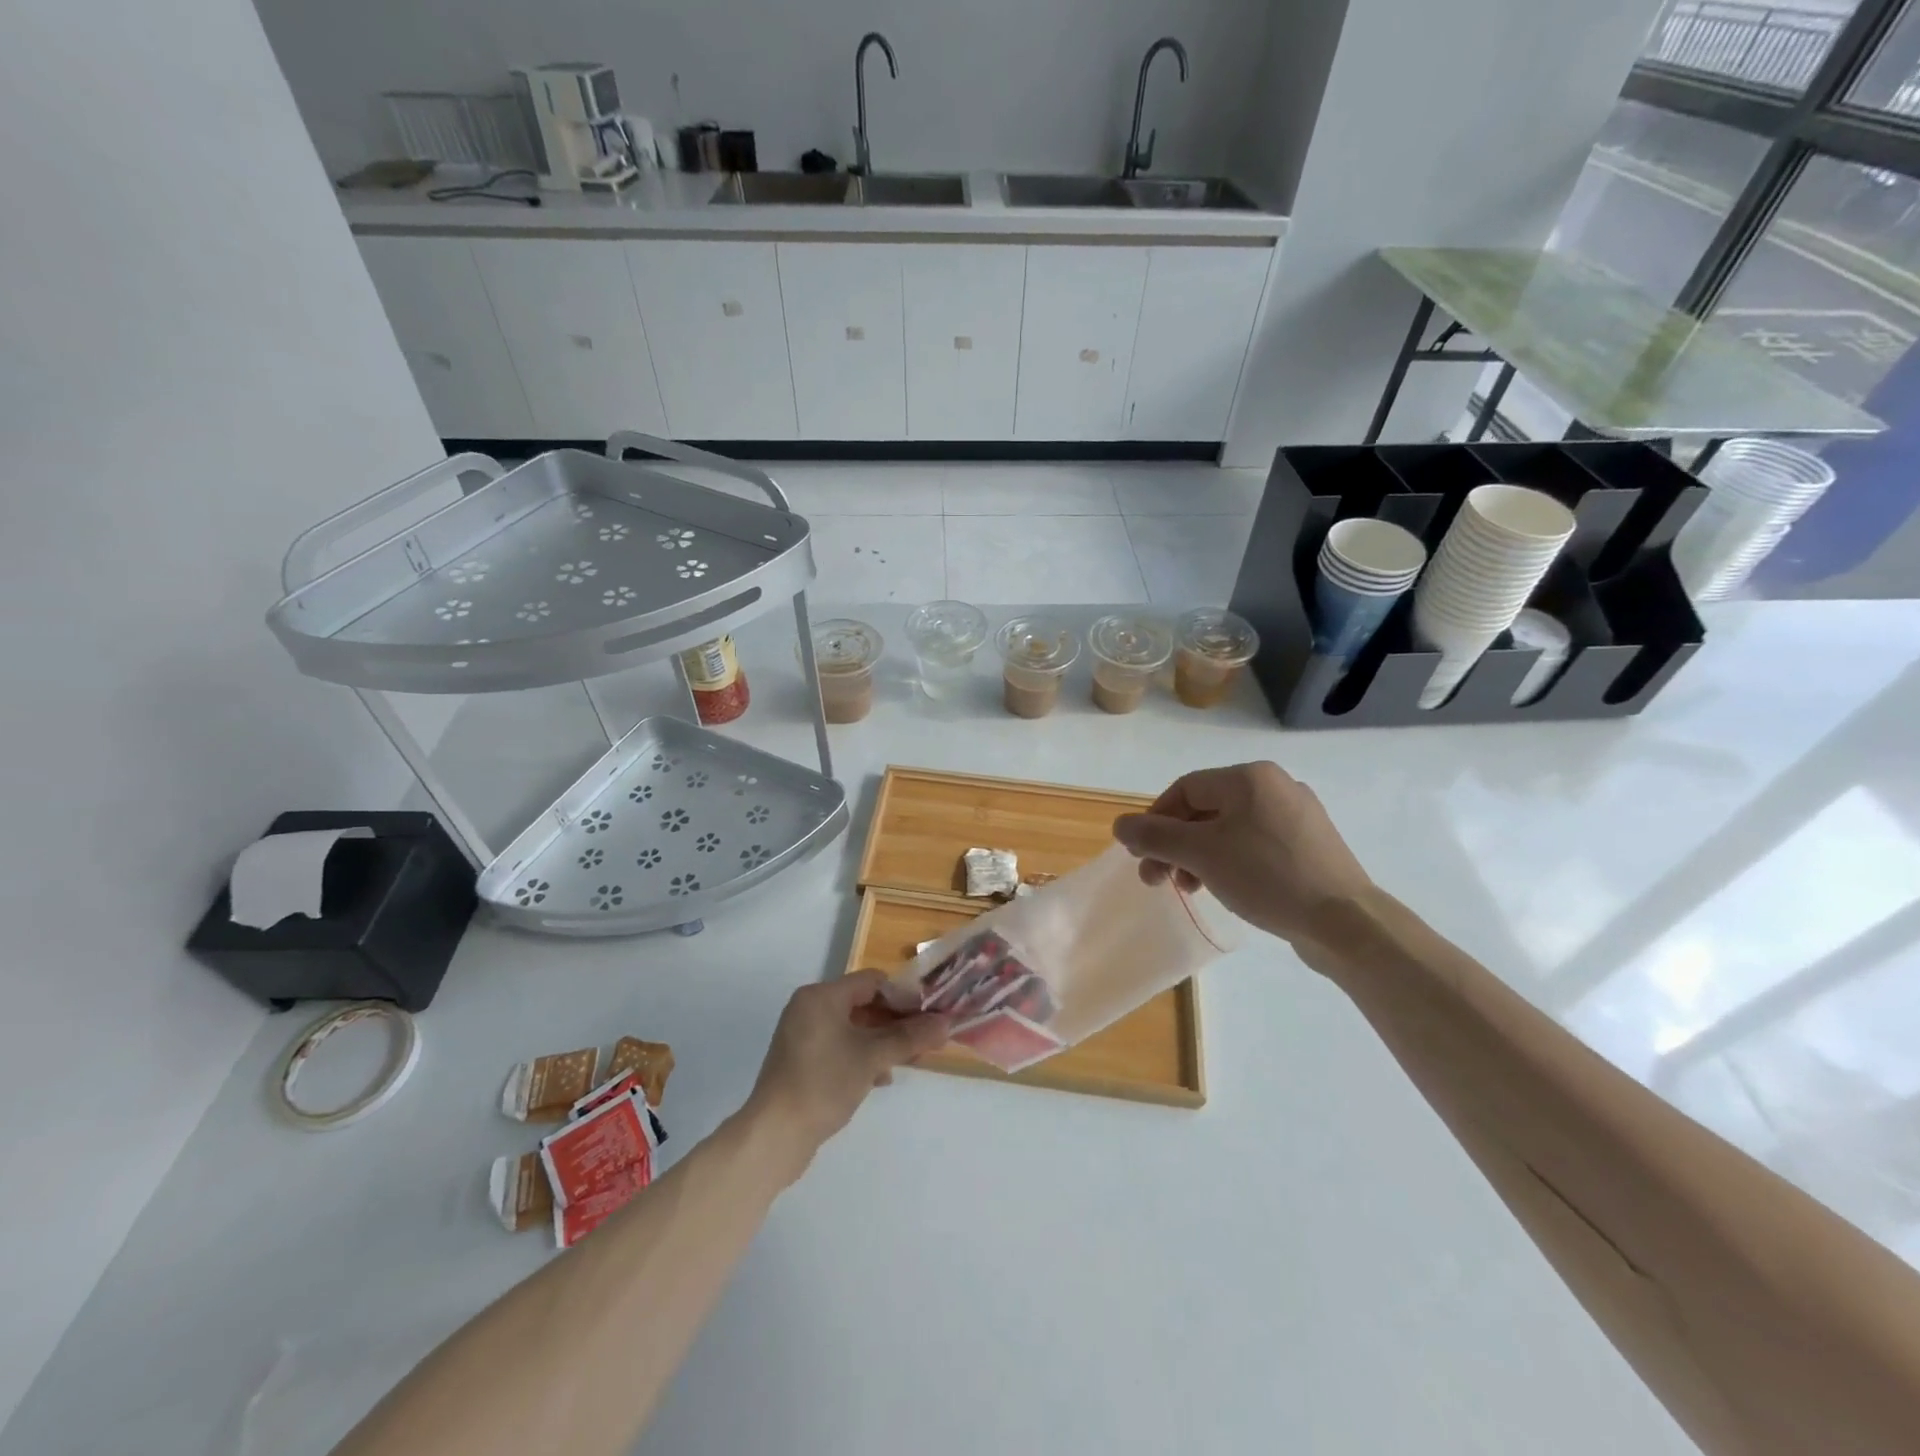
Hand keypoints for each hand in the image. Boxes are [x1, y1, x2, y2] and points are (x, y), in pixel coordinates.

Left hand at [744, 971, 947, 1180]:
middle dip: (895, 1021)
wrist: (775, 1135)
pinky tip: (881, 1078)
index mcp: (821, 996)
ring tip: (909, 1059)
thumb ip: (909, 1037)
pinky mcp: (802, 1061)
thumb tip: (946, 1023)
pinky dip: (862, 1055)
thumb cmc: (824, 1083)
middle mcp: (810, 1009)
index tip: (929, 1013)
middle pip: (863, 1004)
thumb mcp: (872, 1057)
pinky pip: (840, 1047)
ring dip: (882, 1041)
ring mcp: (803, 1036)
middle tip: (926, 1038)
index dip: (903, 995)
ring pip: (853, 1028)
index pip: (871, 981)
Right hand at [1112, 762, 1374, 948]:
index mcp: (1249, 777)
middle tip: (1156, 880)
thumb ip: (1156, 836)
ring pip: (1229, 829)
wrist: (1345, 922)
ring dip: (1198, 856)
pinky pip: (1255, 844)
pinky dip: (1229, 862)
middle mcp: (1275, 786)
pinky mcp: (1310, 845)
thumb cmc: (1266, 876)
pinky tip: (1223, 887)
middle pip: (1205, 810)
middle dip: (1174, 844)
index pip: (1184, 789)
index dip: (1155, 821)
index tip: (1140, 856)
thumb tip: (1120, 825)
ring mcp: (1297, 816)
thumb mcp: (1201, 854)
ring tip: (1188, 889)